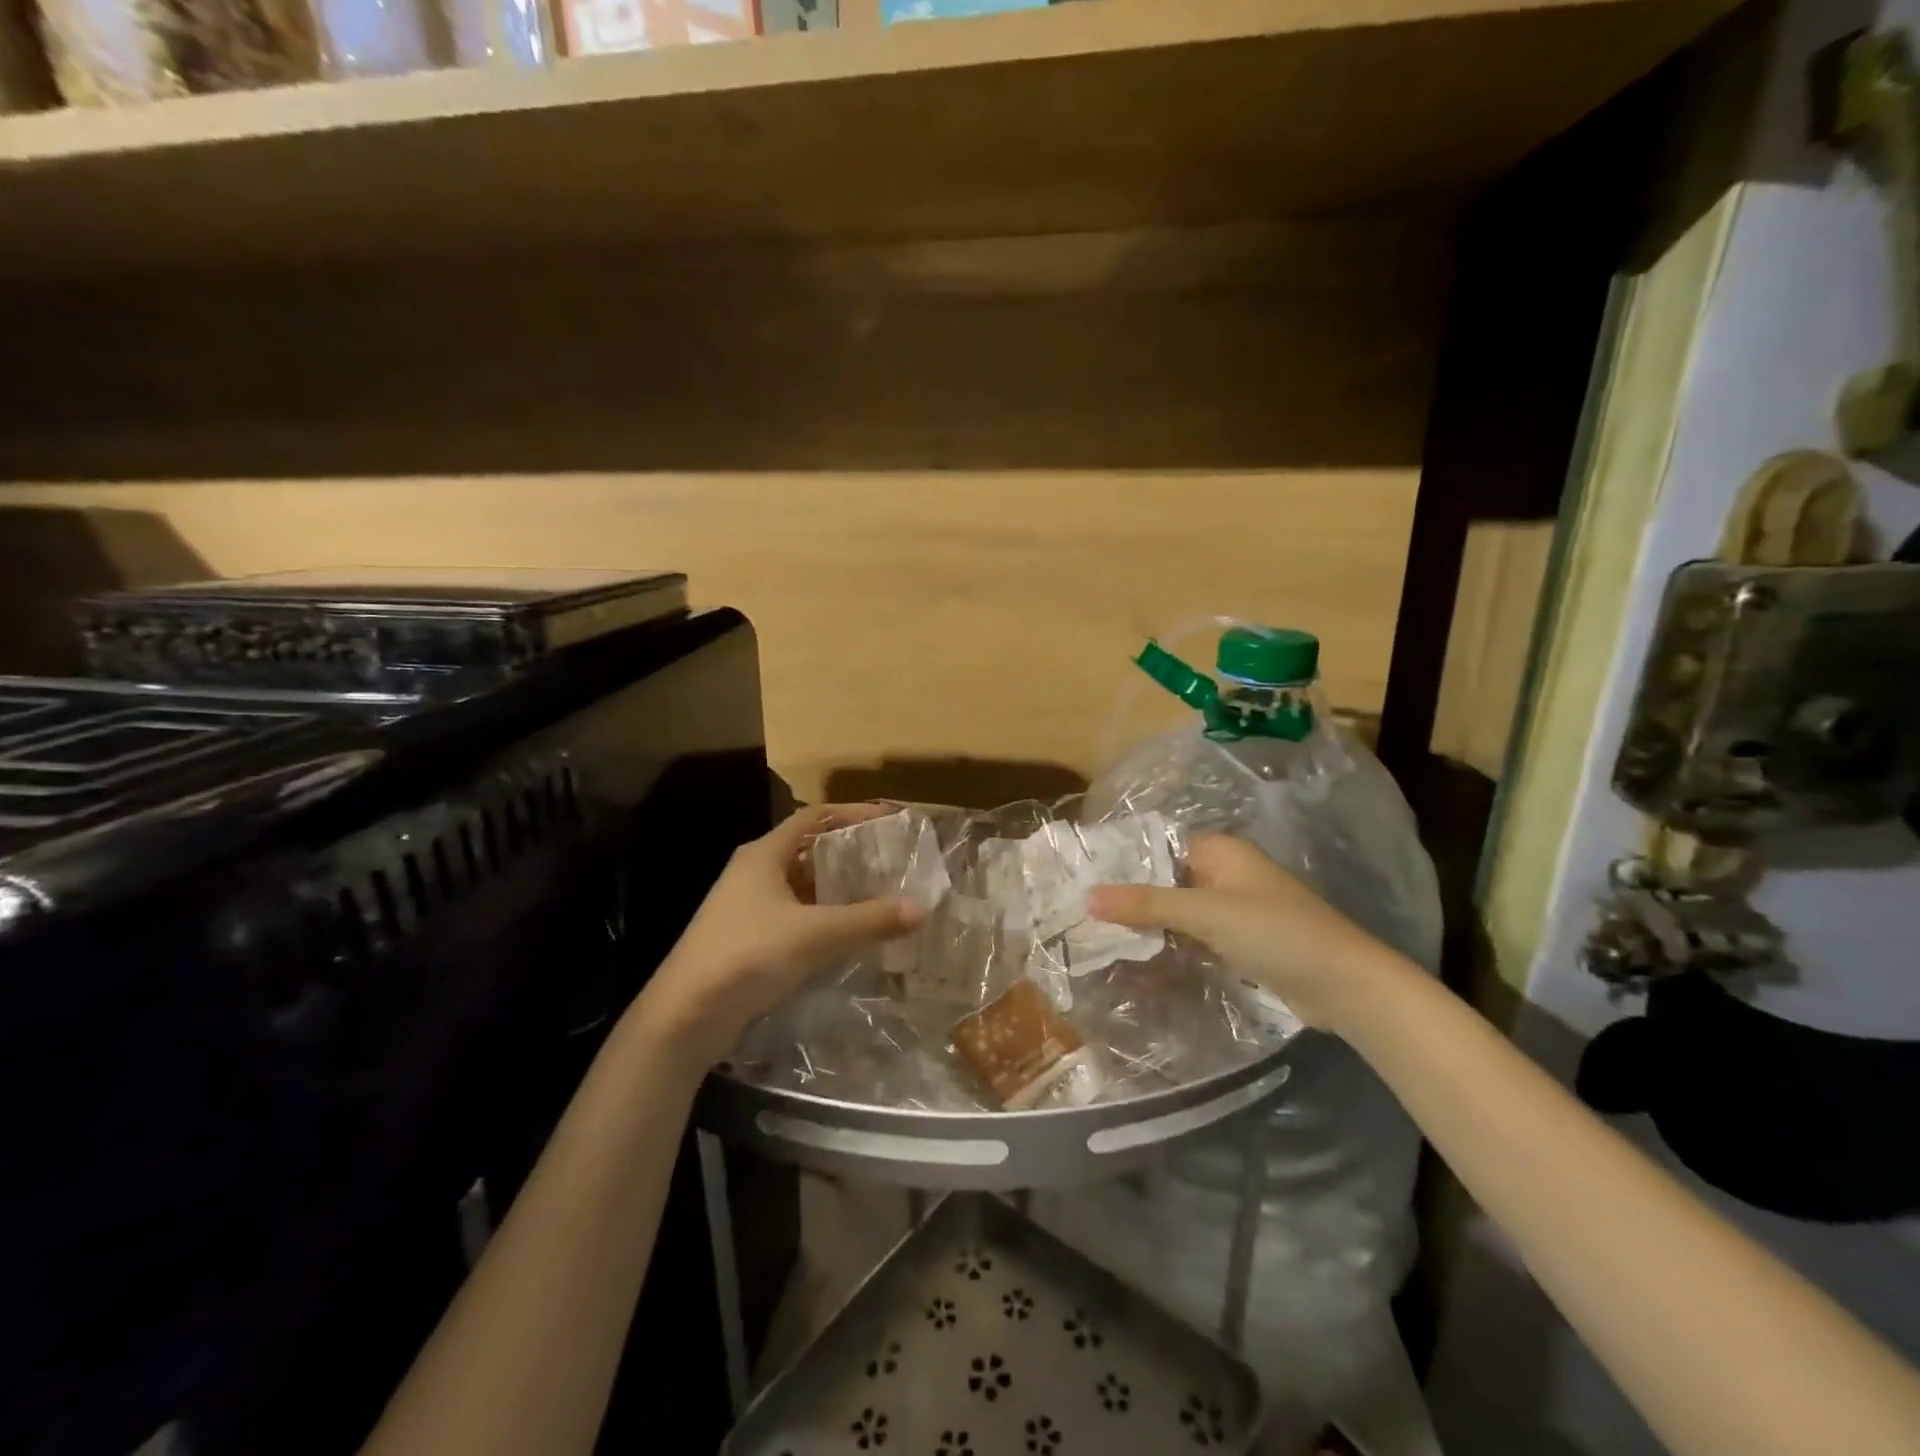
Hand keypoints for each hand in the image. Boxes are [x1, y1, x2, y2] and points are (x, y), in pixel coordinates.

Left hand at [632, 804, 926, 1069]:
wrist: (684, 1016)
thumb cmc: (747, 955)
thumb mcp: (814, 934)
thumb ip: (869, 920)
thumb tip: (921, 909)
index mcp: (764, 854)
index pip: (813, 816)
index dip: (851, 813)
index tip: (888, 821)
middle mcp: (754, 872)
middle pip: (809, 849)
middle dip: (849, 853)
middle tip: (891, 861)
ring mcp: (748, 906)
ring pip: (802, 885)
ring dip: (837, 888)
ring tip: (879, 894)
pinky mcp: (748, 938)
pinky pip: (795, 915)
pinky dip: (823, 917)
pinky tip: (848, 932)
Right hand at [1086, 834, 1408, 1032]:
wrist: (1345, 985)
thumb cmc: (1275, 932)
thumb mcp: (1206, 914)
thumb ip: (1147, 904)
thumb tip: (1088, 897)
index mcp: (1221, 852)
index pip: (1160, 849)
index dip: (1125, 865)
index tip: (1085, 884)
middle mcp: (1226, 874)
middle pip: (1168, 882)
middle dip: (1134, 901)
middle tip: (1086, 918)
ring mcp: (1235, 910)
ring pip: (1180, 913)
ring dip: (1151, 928)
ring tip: (1103, 942)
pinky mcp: (1242, 943)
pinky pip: (1196, 938)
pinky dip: (1173, 947)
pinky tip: (1141, 963)